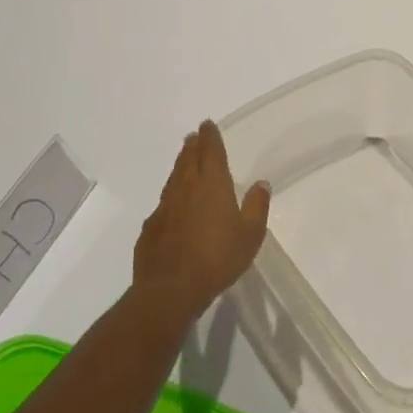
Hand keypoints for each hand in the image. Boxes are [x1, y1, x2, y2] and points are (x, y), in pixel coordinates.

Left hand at [132, 121, 270, 318]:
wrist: (171, 287)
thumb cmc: (218, 258)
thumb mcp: (250, 234)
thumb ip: (256, 206)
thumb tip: (261, 183)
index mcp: (212, 185)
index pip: (211, 151)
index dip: (210, 137)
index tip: (208, 124)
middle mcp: (185, 188)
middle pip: (188, 159)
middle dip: (193, 146)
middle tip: (194, 136)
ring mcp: (164, 207)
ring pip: (173, 178)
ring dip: (180, 165)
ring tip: (184, 160)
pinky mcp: (150, 226)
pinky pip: (163, 203)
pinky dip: (171, 196)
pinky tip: (172, 205)